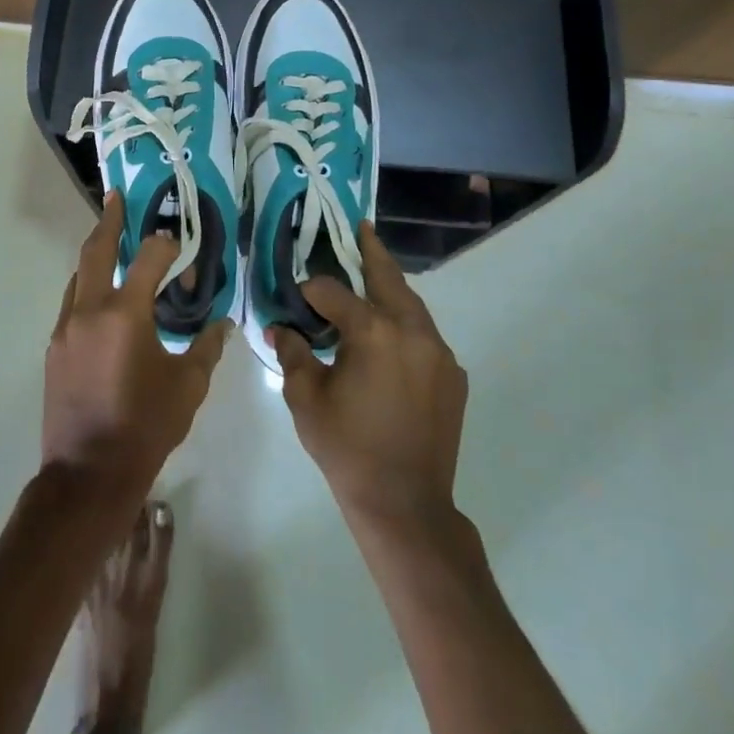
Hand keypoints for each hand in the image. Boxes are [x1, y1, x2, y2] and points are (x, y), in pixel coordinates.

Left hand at [43, 193, 227, 498]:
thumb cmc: (145, 427)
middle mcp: (90, 311)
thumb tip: (223, 323)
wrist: (88, 473)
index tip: (179, 249)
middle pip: (96, 252)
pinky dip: (87, 290)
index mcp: (126, 314)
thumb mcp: (188, 387)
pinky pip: (71, 305)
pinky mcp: (54, 349)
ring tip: (111, 245)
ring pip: (78, 278)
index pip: (149, 258)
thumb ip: (206, 348)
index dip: (167, 246)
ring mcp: (66, 329)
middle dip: (108, 221)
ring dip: (95, 257)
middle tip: (116, 198)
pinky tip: (102, 302)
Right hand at [271, 223, 468, 528]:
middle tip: (362, 228)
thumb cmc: (347, 449)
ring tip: (373, 275)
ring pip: (412, 306)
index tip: (297, 298)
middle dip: (372, 252)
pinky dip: (406, 325)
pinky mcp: (453, 376)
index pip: (333, 293)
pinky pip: (426, 336)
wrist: (405, 504)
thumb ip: (293, 354)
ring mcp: (439, 353)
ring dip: (391, 289)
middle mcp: (412, 331)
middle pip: (388, 279)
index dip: (311, 291)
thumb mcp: (306, 400)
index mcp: (373, 332)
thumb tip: (280, 327)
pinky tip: (390, 337)